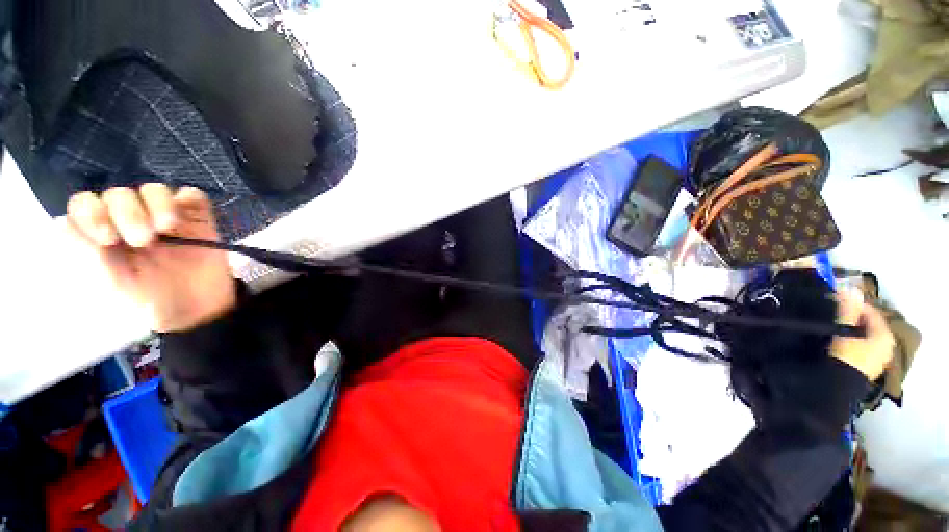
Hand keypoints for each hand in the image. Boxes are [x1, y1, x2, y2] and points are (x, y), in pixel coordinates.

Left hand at [67, 184, 236, 332]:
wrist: (198, 311)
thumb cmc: (150, 303)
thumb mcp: (112, 285)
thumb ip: (87, 254)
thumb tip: (61, 222)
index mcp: (104, 236)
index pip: (85, 206)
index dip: (91, 214)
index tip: (107, 239)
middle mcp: (130, 222)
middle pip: (117, 194)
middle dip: (126, 213)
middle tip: (142, 240)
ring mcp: (165, 217)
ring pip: (152, 190)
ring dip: (156, 204)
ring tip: (165, 229)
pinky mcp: (196, 218)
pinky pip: (191, 195)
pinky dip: (186, 199)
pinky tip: (184, 221)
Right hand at [830, 289, 895, 380]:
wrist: (839, 385)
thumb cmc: (846, 354)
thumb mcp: (844, 330)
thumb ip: (847, 309)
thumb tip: (848, 289)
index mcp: (885, 334)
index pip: (871, 311)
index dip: (855, 304)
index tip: (836, 300)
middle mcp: (887, 345)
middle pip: (869, 324)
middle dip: (853, 317)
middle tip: (835, 313)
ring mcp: (879, 358)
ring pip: (865, 336)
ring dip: (852, 329)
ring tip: (834, 327)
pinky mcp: (868, 367)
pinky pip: (862, 347)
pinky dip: (852, 341)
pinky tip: (840, 342)